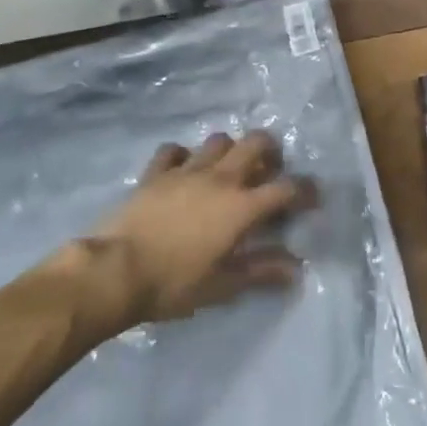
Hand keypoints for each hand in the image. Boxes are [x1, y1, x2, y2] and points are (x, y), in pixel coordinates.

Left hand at [90, 132, 316, 324]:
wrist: (114, 272)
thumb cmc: (173, 283)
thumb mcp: (222, 285)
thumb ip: (261, 271)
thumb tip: (295, 269)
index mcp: (242, 206)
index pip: (287, 188)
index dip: (305, 190)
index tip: (312, 199)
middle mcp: (220, 178)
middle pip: (255, 143)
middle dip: (270, 150)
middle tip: (269, 169)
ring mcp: (186, 171)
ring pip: (218, 141)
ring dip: (229, 150)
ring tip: (227, 169)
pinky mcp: (155, 173)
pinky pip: (173, 151)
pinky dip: (182, 156)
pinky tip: (182, 170)